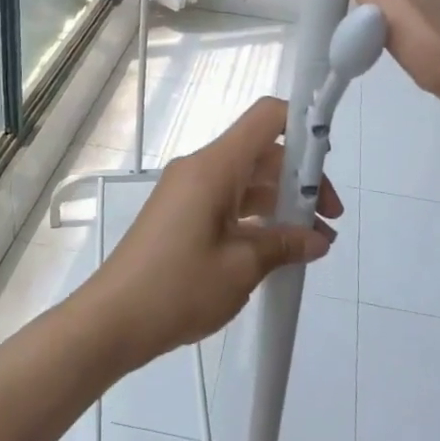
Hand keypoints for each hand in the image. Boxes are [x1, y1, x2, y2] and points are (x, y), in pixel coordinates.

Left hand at [87, 98, 340, 365]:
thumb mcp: (240, 268)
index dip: (303, 125)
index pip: (267, 118)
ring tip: (313, 243)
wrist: (111, 321)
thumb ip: (284, 245)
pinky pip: (228, 202)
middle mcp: (200, 169)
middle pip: (262, 153)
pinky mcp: (181, 215)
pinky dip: (256, 219)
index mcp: (214, 167)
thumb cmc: (177, 288)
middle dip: (300, 180)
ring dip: (281, 204)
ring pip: (247, 181)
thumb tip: (318, 239)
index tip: (328, 161)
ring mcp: (188, 192)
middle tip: (329, 221)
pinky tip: (278, 251)